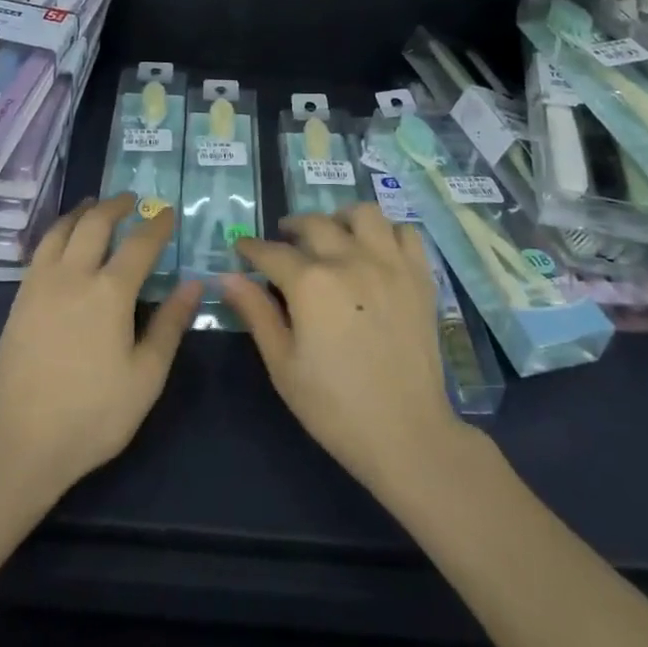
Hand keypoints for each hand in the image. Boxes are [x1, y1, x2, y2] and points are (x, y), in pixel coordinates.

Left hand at [0, 194, 200, 499]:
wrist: (20, 444)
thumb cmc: (93, 415)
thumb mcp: (146, 377)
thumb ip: (170, 325)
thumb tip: (194, 284)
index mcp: (110, 292)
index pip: (140, 243)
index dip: (157, 224)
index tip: (169, 212)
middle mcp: (73, 276)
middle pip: (95, 223)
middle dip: (116, 205)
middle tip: (132, 199)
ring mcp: (40, 286)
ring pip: (61, 230)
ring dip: (82, 212)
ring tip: (94, 205)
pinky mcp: (19, 301)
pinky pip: (41, 250)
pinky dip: (58, 232)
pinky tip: (63, 241)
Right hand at [223, 205, 469, 497]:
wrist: (406, 433)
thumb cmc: (335, 406)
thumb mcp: (283, 365)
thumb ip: (256, 313)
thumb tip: (227, 277)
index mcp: (311, 282)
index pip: (271, 252)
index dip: (251, 249)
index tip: (241, 248)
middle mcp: (350, 259)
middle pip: (315, 224)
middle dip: (291, 228)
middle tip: (283, 242)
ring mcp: (390, 263)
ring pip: (363, 214)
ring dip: (341, 218)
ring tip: (333, 236)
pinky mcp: (420, 275)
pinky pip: (405, 232)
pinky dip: (388, 232)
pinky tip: (376, 250)